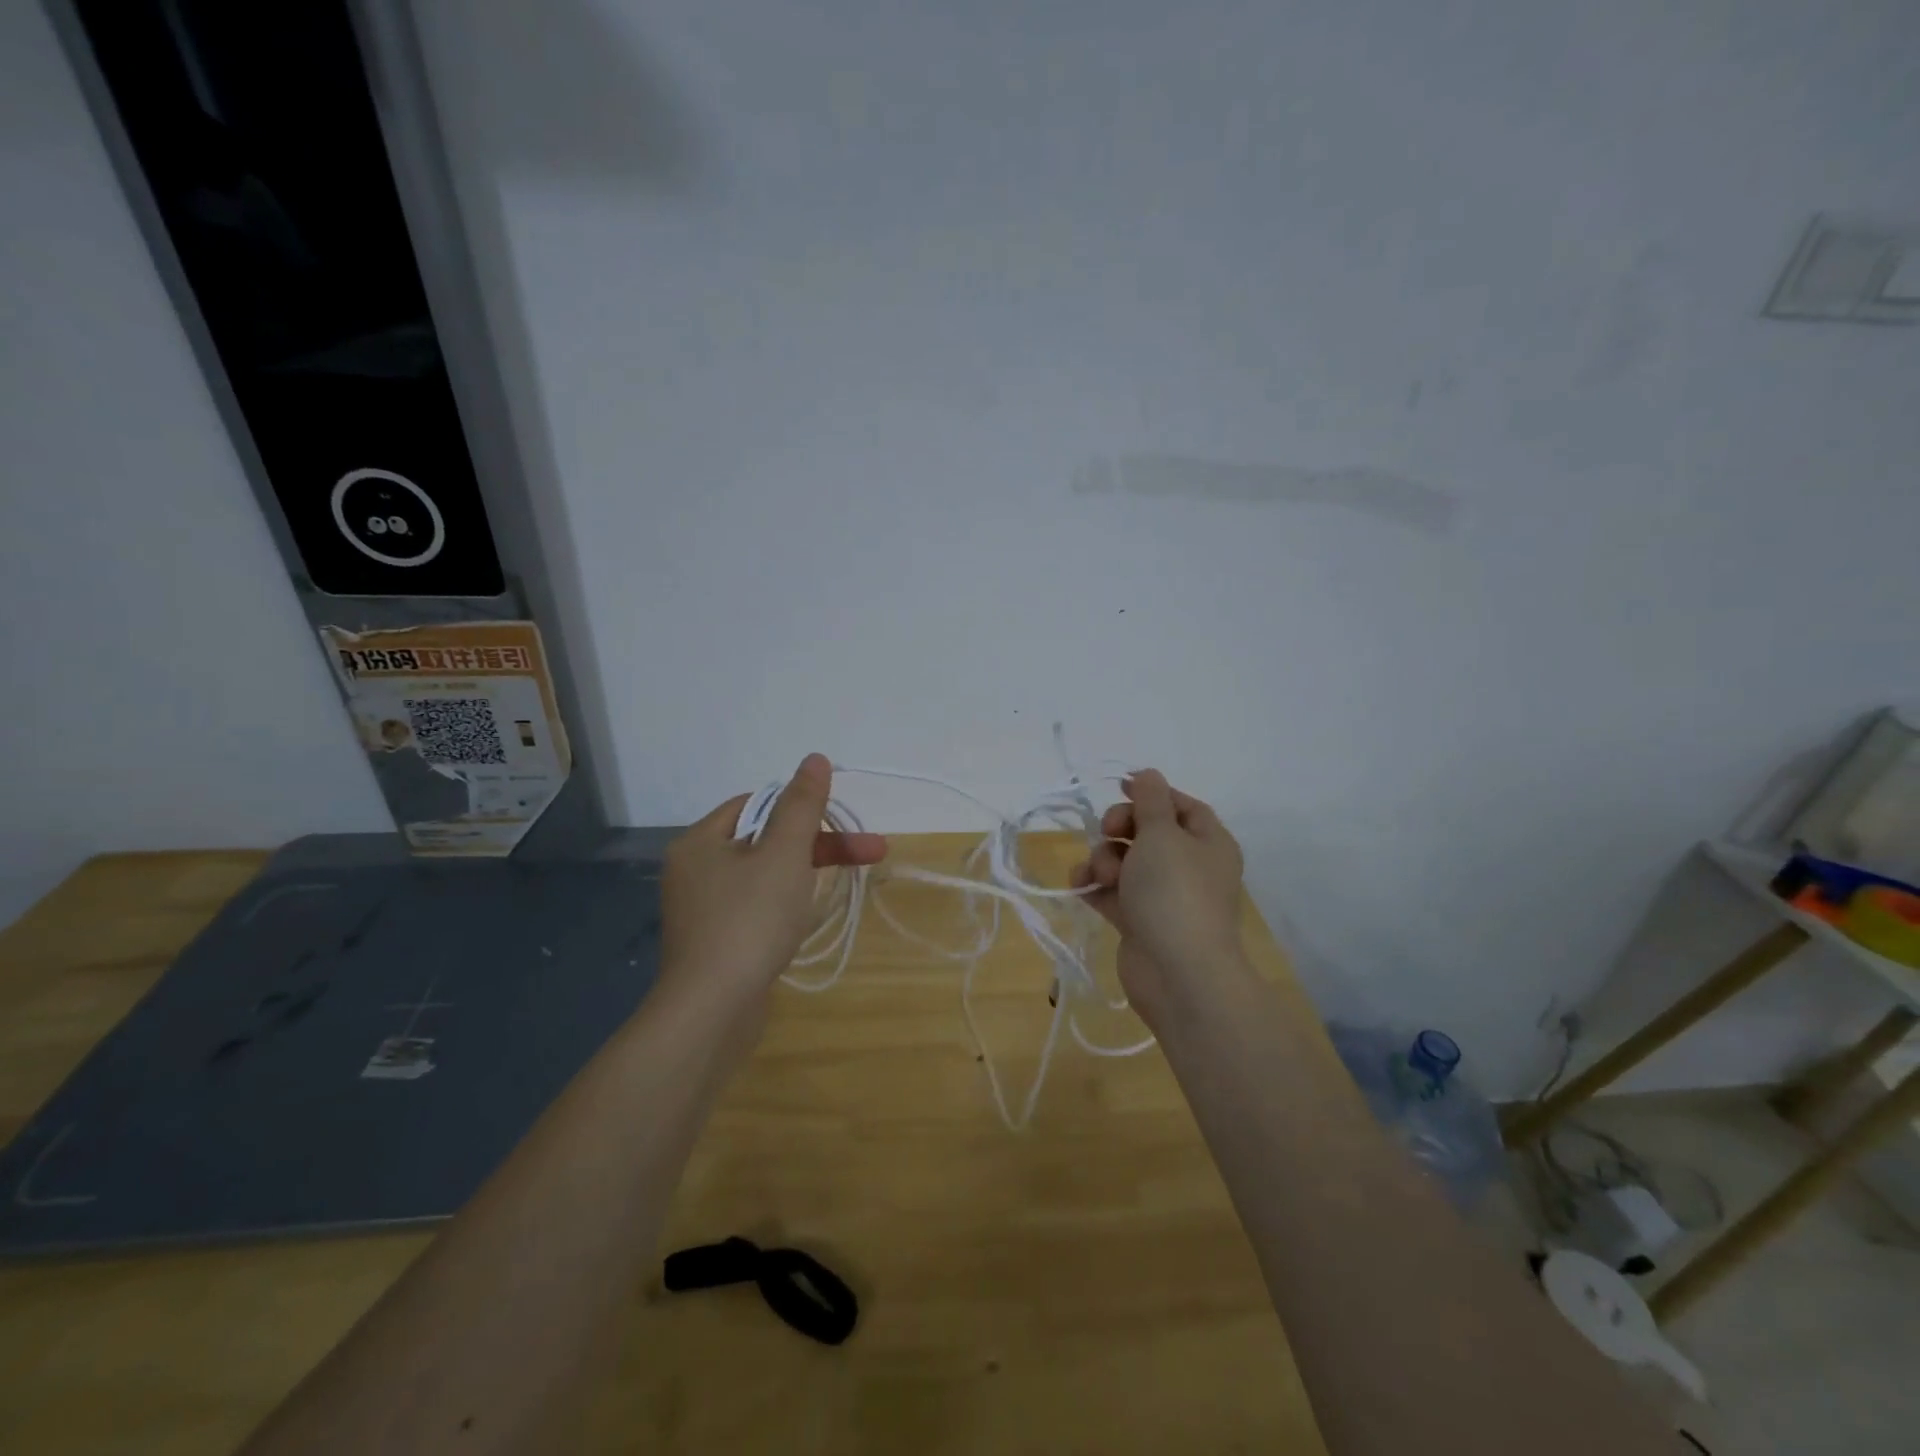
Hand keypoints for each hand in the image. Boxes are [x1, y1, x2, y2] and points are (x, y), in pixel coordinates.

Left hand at [661, 754, 886, 1012]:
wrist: (711, 1012)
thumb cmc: (749, 921)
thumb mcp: (785, 854)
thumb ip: (802, 805)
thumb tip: (814, 758)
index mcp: (701, 841)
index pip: (756, 803)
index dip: (801, 808)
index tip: (839, 823)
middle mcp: (695, 870)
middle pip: (765, 840)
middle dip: (818, 845)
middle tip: (871, 852)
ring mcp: (702, 910)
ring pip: (764, 876)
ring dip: (805, 875)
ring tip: (843, 886)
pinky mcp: (714, 943)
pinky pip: (755, 908)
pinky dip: (784, 906)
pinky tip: (805, 921)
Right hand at [1070, 769, 1246, 1028]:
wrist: (1178, 973)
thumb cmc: (1175, 892)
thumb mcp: (1162, 833)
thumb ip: (1150, 800)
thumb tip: (1148, 774)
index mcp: (1208, 842)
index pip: (1181, 806)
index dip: (1151, 794)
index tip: (1120, 788)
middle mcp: (1189, 866)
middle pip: (1148, 831)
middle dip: (1120, 828)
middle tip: (1109, 833)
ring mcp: (1163, 896)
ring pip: (1125, 861)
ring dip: (1103, 859)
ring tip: (1100, 874)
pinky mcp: (1139, 922)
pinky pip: (1112, 891)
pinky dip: (1095, 885)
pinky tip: (1080, 885)